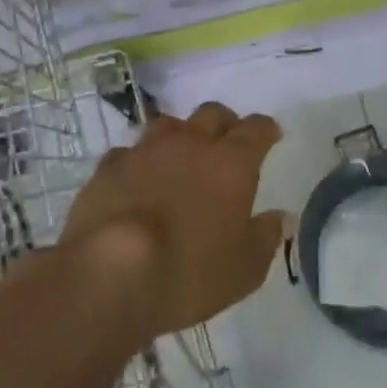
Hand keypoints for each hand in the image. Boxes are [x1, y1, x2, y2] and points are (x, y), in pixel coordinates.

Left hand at [63, 101, 285, 339]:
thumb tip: (278, 217)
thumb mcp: (244, 269)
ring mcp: (145, 151)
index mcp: (231, 163)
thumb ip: (265, 237)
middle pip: (212, 114)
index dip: (266, 130)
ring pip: (168, 125)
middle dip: (225, 123)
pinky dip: (139, 161)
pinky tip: (137, 178)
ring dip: (180, 135)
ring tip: (181, 155)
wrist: (110, 273)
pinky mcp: (108, 167)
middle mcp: (189, 144)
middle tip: (228, 142)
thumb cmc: (189, 272)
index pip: (256, 130)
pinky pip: (129, 152)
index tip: (271, 135)